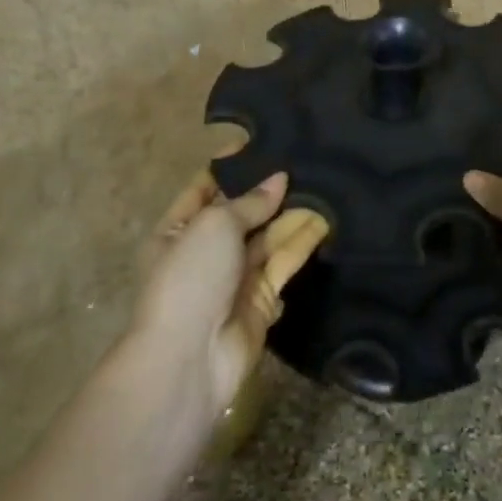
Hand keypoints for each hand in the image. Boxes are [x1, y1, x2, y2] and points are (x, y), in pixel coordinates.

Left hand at [130, 166, 329, 422]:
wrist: (189, 358)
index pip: (204, 189)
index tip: (263, 142)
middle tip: (305, 161)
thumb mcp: (214, 226)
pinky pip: (282, 264)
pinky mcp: (260, 300)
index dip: (230, 167)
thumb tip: (279, 179)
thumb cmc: (190, 278)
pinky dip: (301, 244)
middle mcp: (204, 252)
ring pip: (267, 238)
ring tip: (324, 183)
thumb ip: (250, 202)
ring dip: (291, 215)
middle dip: (269, 192)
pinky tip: (325, 220)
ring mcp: (233, 278)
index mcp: (176, 231)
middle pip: (241, 214)